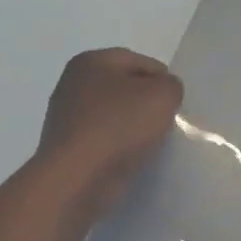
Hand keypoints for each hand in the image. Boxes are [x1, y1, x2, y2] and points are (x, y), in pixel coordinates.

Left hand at [34, 48, 183, 220]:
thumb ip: (171, 86)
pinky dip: (118, 147)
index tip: (175, 105)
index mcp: (91, 61)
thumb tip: (162, 93)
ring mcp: (66, 117)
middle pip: (125, 88)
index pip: (141, 63)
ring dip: (133, 127)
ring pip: (114, 115)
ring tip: (149, 144)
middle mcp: (73, 84)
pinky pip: (103, 139)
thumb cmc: (119, 126)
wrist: (77, 179)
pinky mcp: (67, 147)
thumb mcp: (163, 95)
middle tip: (165, 123)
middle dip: (146, 103)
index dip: (164, 81)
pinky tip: (129, 158)